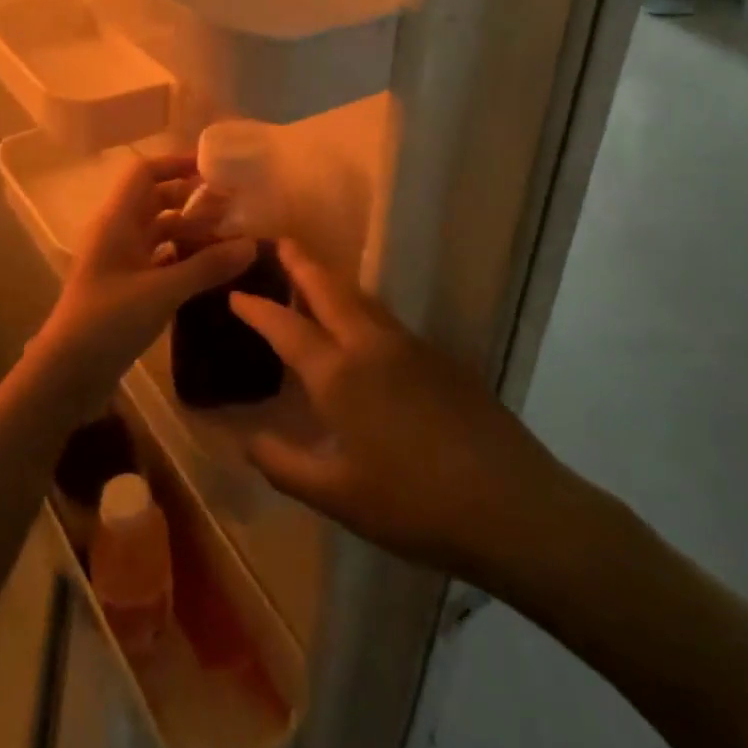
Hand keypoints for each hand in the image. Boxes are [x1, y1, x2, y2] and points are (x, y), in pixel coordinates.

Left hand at [35, 153, 255, 399]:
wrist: (66, 374)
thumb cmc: (107, 321)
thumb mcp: (162, 291)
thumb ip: (207, 266)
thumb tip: (252, 243)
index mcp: (117, 220)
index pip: (145, 173)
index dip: (176, 164)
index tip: (214, 168)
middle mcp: (117, 233)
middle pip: (156, 200)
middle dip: (192, 199)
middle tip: (233, 206)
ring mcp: (120, 261)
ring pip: (159, 232)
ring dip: (190, 230)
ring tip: (230, 237)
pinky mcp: (126, 287)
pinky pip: (158, 259)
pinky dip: (183, 257)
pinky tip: (211, 269)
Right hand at [227, 243, 591, 592]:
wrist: (511, 505)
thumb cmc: (414, 505)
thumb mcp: (338, 497)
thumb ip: (285, 466)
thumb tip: (246, 440)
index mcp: (339, 375)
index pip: (286, 328)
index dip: (257, 309)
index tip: (236, 293)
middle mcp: (371, 346)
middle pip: (329, 290)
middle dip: (301, 264)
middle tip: (280, 242)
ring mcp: (410, 347)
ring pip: (362, 299)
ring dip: (333, 281)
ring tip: (315, 274)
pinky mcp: (439, 358)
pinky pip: (387, 318)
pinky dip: (362, 306)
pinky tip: (363, 326)